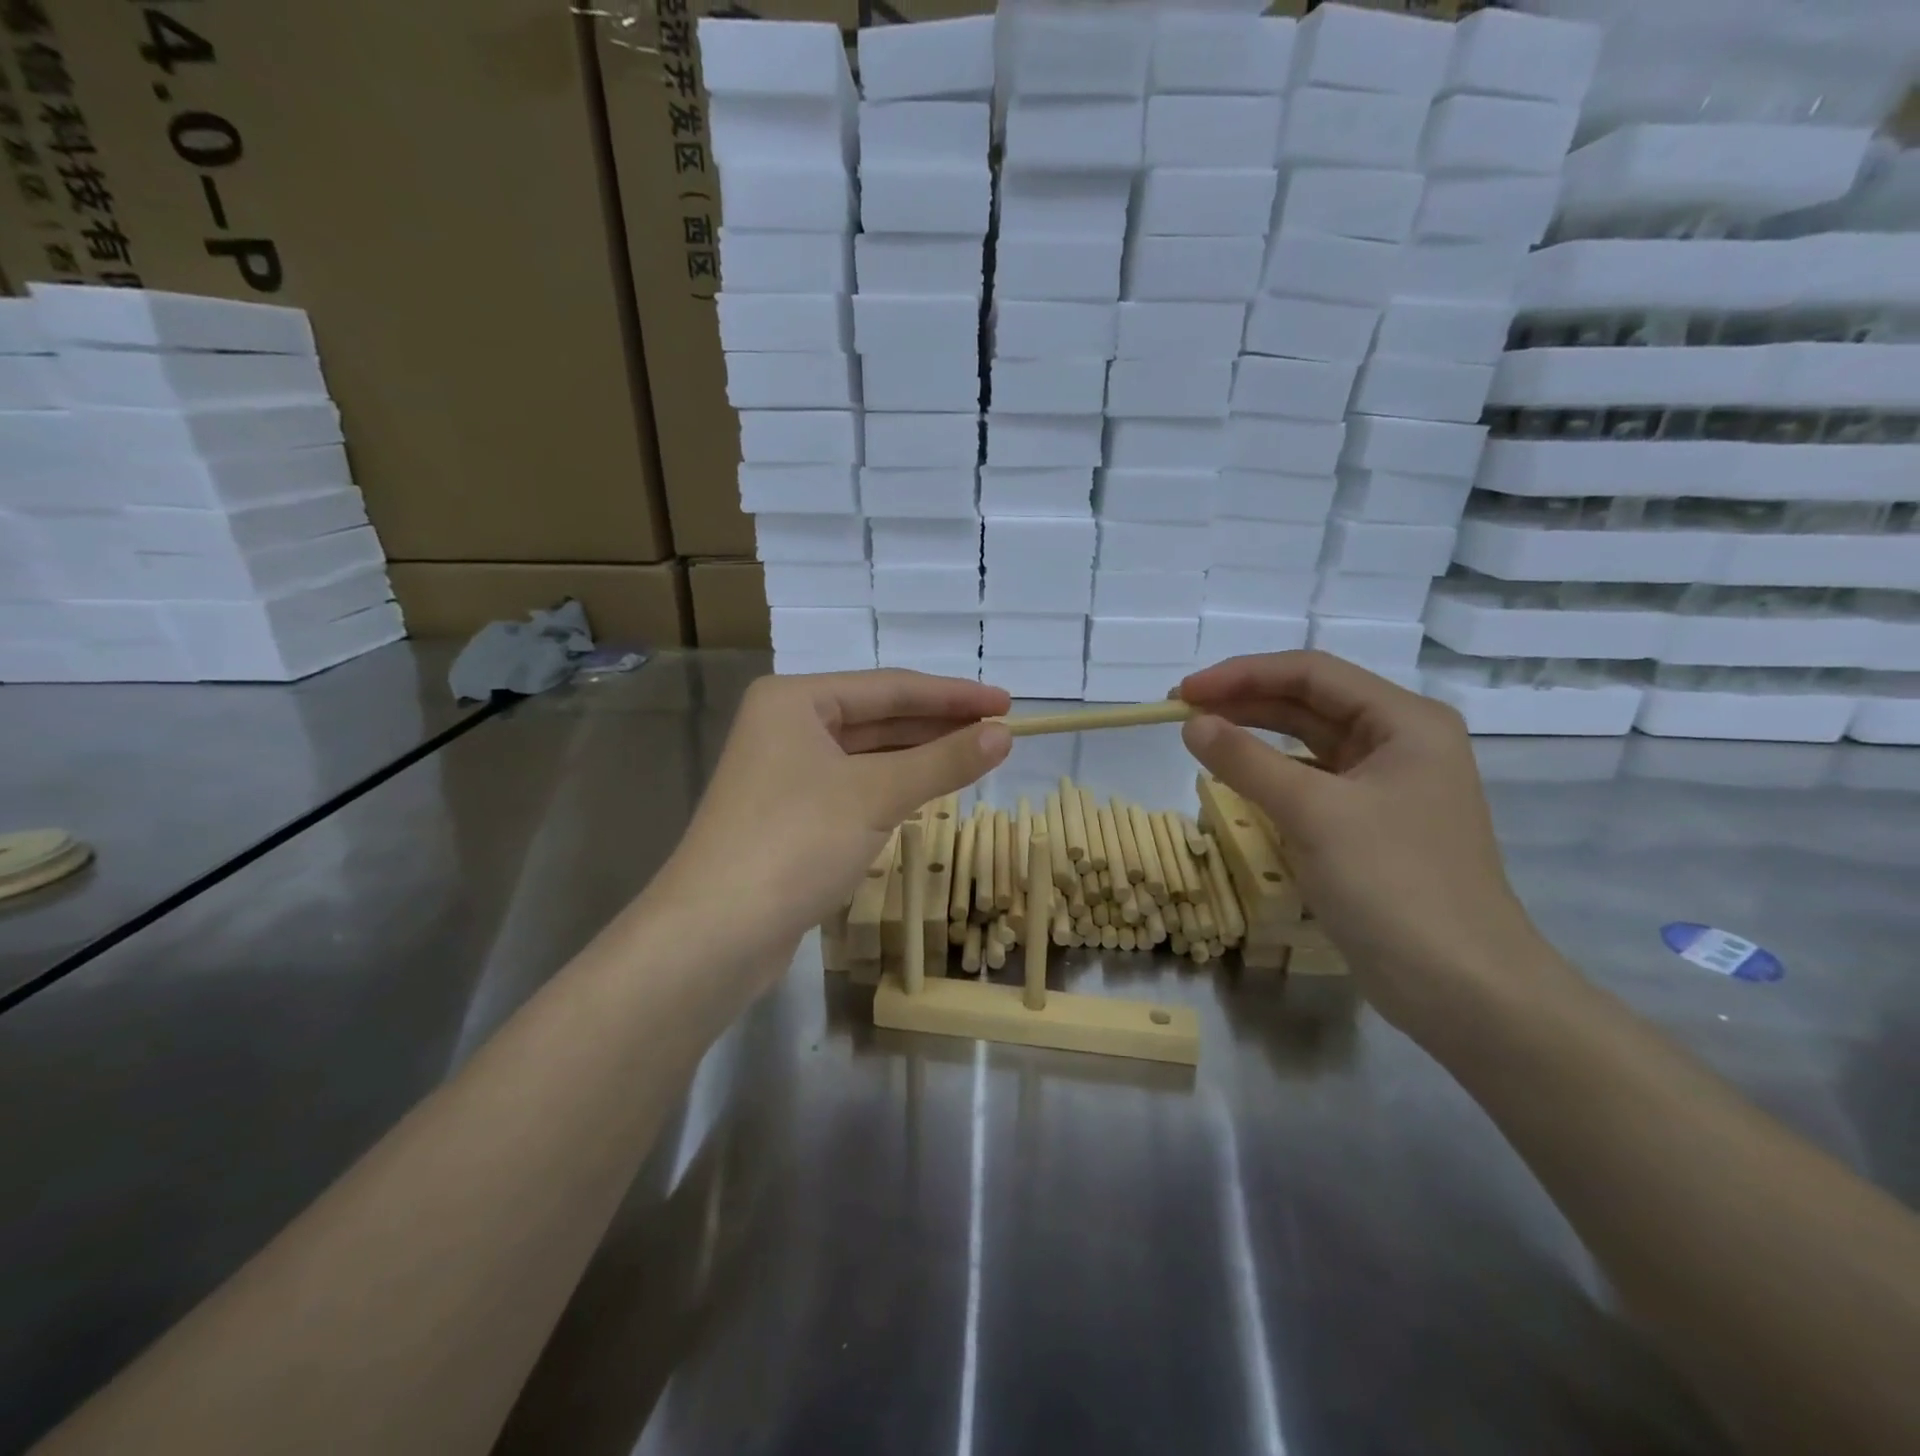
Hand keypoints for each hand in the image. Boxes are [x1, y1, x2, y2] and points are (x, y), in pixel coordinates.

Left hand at [661, 671, 1011, 964]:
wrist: (715, 934)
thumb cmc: (795, 843)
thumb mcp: (876, 795)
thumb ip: (943, 761)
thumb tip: (1004, 734)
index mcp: (795, 700)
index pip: (891, 687)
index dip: (953, 696)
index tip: (1007, 703)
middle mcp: (785, 726)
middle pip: (878, 717)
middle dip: (938, 724)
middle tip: (1000, 731)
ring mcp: (784, 772)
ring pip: (867, 754)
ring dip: (919, 756)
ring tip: (976, 757)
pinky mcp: (789, 815)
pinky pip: (854, 786)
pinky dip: (893, 786)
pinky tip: (928, 790)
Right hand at [1179, 651, 1551, 1034]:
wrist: (1462, 988)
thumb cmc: (1393, 884)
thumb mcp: (1313, 813)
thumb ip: (1247, 761)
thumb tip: (1192, 724)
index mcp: (1405, 722)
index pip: (1311, 673)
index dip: (1242, 674)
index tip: (1183, 693)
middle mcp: (1400, 743)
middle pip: (1310, 703)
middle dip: (1244, 702)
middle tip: (1180, 713)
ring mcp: (1387, 787)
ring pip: (1308, 744)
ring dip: (1254, 738)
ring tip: (1200, 739)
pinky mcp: (1371, 826)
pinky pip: (1311, 784)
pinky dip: (1271, 777)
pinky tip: (1237, 783)